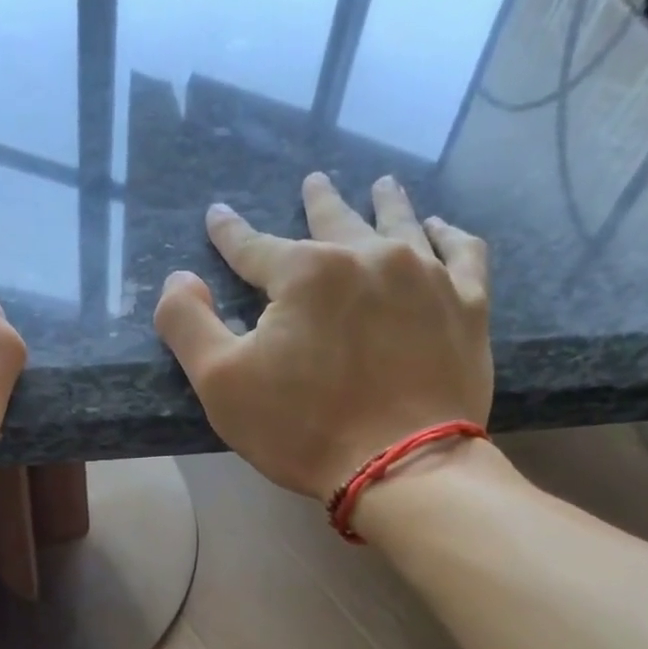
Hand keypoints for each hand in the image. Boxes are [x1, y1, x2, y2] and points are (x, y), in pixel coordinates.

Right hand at [154, 171, 491, 500]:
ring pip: (402, 223)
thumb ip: (188, 324)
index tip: (218, 216)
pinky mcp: (467, 305)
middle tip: (314, 181)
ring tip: (382, 184)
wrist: (402, 467)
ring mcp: (426, 276)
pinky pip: (463, 252)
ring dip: (387, 202)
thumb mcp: (221, 383)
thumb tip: (179, 278)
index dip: (230, 233)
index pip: (254, 246)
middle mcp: (368, 257)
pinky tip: (440, 229)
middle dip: (318, 200)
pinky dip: (449, 235)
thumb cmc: (302, 428)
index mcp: (305, 273)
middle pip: (335, 220)